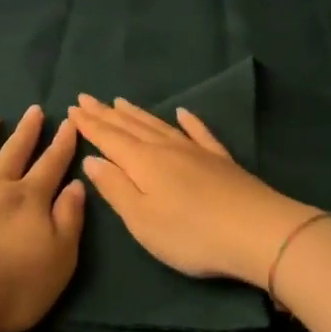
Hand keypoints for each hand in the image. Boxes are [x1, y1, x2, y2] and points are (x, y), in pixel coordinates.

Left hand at [0, 105, 86, 331]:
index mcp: (30, 199)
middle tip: (34, 109)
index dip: (62, 144)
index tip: (69, 122)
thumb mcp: (59, 260)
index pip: (52, 165)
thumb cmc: (11, 288)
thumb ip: (70, 220)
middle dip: (27, 131)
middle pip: (15, 151)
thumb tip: (77, 185)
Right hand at [68, 95, 318, 287]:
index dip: (89, 124)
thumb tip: (92, 160)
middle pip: (130, 126)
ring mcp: (196, 151)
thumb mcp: (142, 220)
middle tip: (87, 98)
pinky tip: (182, 112)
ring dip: (137, 113)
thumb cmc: (191, 233)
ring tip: (120, 101)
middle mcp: (166, 148)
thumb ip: (115, 188)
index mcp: (142, 162)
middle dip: (106, 113)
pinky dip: (188, 121)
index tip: (72, 107)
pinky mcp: (221, 160)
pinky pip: (199, 133)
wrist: (258, 232)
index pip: (108, 138)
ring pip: (159, 126)